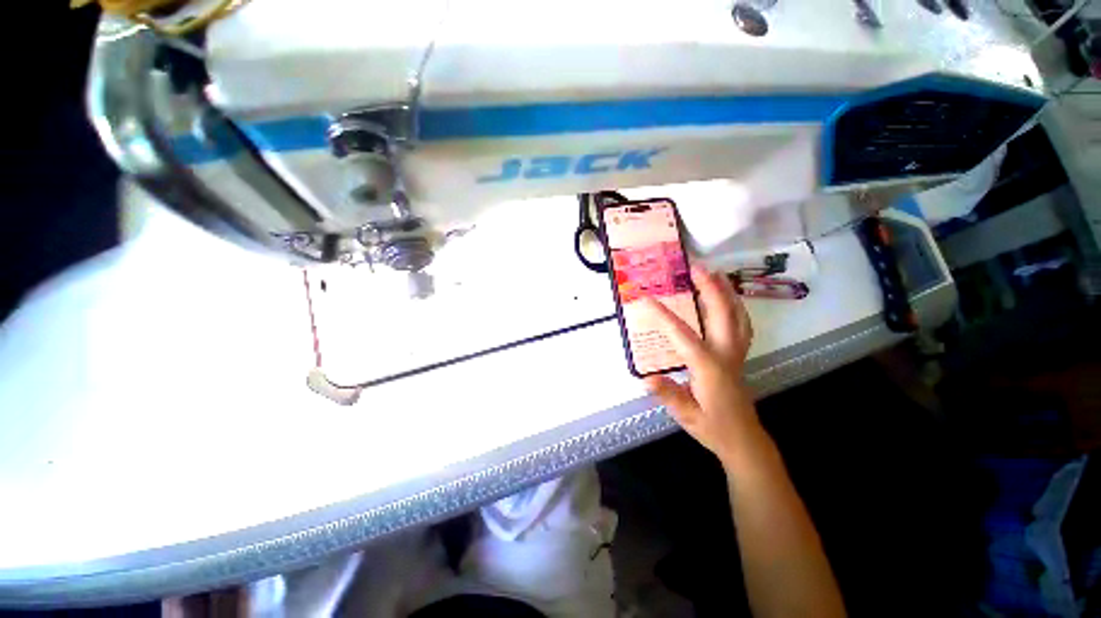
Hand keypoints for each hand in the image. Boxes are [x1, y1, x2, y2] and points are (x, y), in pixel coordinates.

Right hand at [641, 265, 760, 462]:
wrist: (743, 440)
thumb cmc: (713, 428)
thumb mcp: (686, 415)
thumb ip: (667, 394)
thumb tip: (645, 377)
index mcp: (709, 367)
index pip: (683, 335)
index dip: (663, 315)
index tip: (646, 298)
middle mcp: (725, 354)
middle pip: (722, 314)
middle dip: (709, 288)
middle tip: (695, 268)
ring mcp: (736, 352)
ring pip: (737, 315)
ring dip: (726, 291)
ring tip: (713, 273)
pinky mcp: (739, 354)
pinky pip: (741, 324)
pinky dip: (735, 306)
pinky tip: (727, 299)